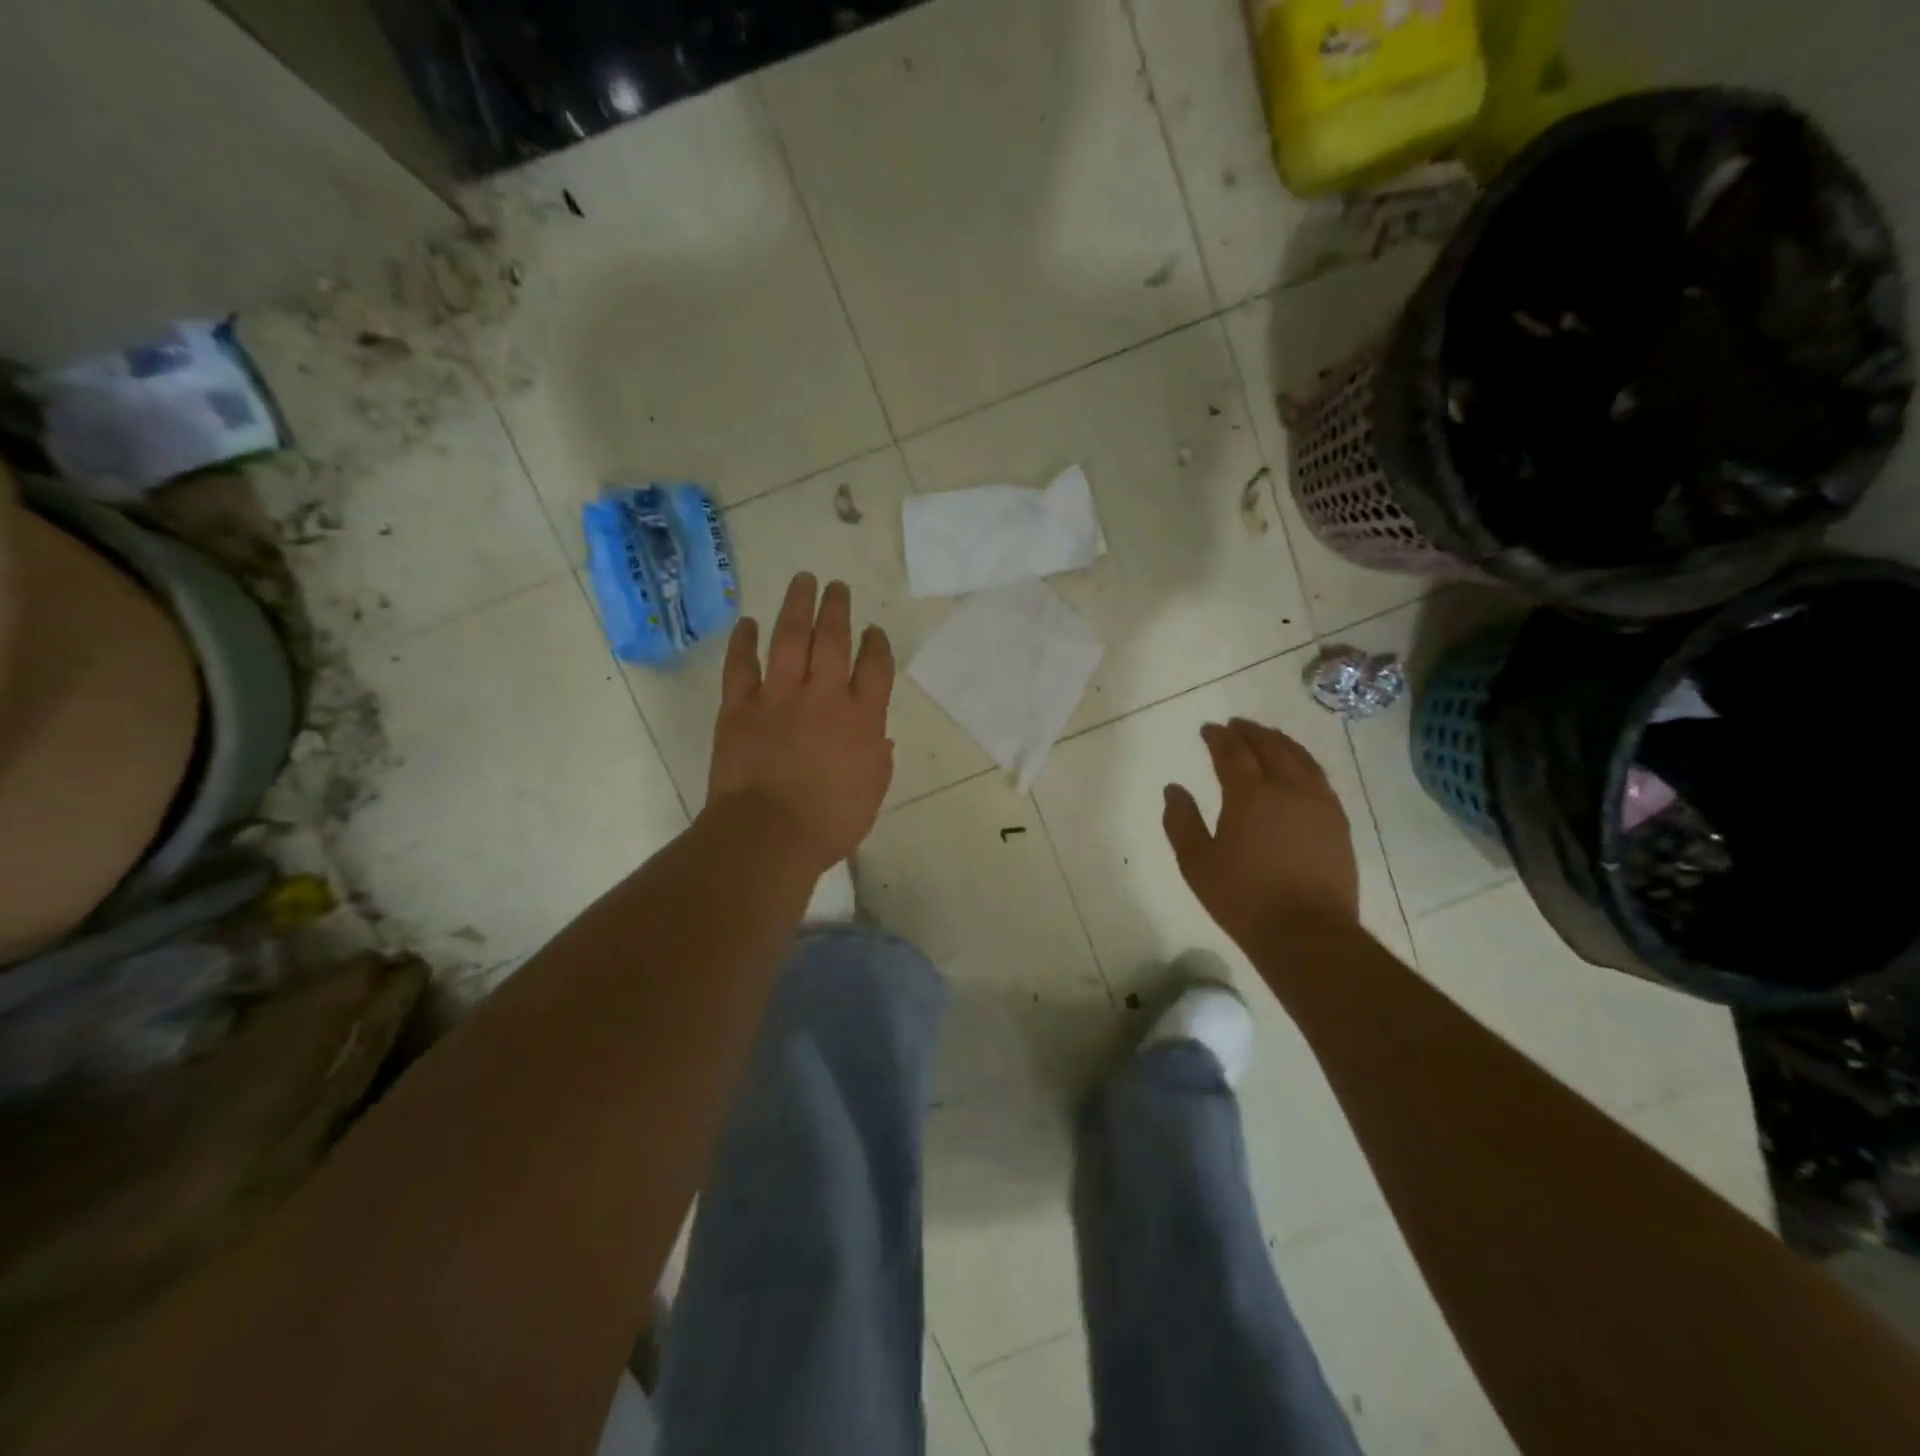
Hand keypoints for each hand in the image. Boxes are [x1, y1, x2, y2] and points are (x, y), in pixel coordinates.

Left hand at [706, 573, 895, 871]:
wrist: (769, 834)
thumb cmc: (830, 822)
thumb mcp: (871, 793)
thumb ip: (877, 759)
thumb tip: (879, 736)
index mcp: (861, 718)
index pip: (874, 667)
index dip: (876, 644)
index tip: (873, 631)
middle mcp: (823, 696)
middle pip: (832, 639)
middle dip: (837, 609)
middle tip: (838, 586)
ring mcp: (779, 696)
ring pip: (789, 638)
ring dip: (797, 606)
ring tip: (803, 581)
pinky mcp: (740, 706)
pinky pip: (741, 665)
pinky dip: (743, 641)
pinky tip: (746, 622)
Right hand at [1162, 718, 1358, 949]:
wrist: (1306, 932)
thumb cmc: (1243, 898)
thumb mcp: (1196, 863)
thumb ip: (1181, 821)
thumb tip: (1173, 789)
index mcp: (1249, 795)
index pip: (1232, 752)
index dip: (1218, 737)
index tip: (1208, 729)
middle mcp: (1287, 788)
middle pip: (1270, 746)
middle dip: (1250, 731)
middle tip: (1236, 725)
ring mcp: (1319, 802)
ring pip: (1300, 757)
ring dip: (1279, 741)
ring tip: (1266, 736)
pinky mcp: (1338, 821)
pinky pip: (1319, 776)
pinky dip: (1303, 761)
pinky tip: (1297, 767)